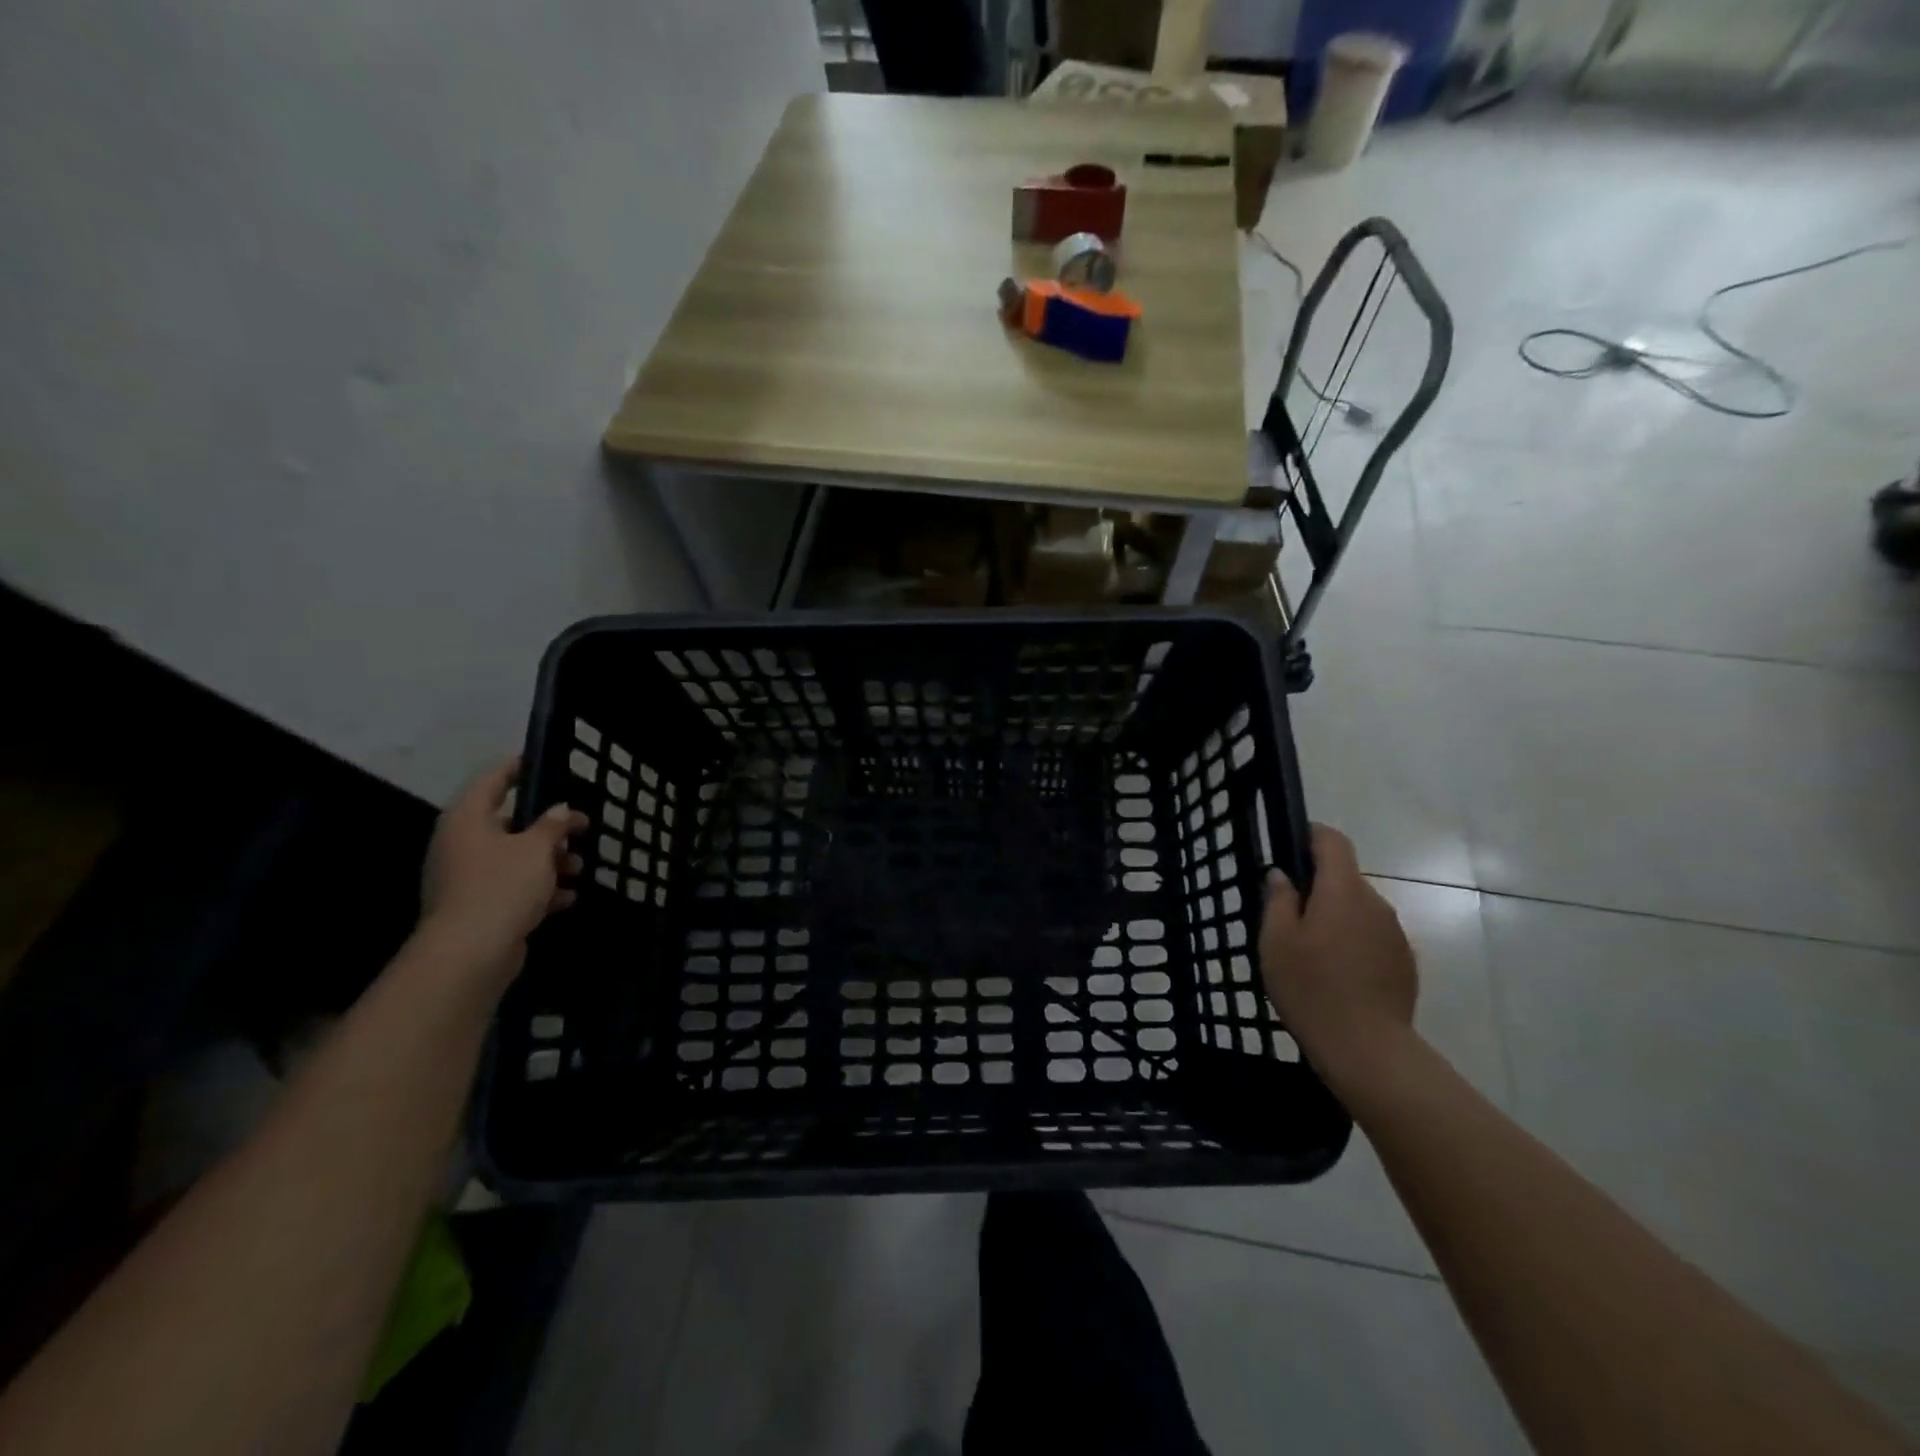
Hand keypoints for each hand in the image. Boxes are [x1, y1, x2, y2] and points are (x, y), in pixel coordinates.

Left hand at [418, 757, 587, 985]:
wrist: (470, 953)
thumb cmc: (502, 886)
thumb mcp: (537, 849)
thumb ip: (553, 825)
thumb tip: (561, 810)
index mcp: (468, 820)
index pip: (493, 781)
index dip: (517, 768)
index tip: (540, 761)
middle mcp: (462, 844)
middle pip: (508, 823)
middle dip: (547, 828)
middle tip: (579, 827)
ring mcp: (466, 878)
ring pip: (514, 858)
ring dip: (549, 861)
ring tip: (580, 868)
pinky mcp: (477, 907)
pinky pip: (512, 887)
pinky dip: (539, 889)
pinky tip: (567, 897)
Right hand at [1259, 824, 1417, 1096]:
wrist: (1367, 1048)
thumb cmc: (1311, 988)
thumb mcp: (1276, 941)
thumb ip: (1278, 900)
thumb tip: (1282, 875)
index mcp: (1343, 891)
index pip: (1334, 841)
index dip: (1311, 836)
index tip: (1290, 849)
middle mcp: (1375, 903)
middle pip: (1345, 878)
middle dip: (1318, 887)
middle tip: (1287, 917)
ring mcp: (1395, 933)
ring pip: (1359, 909)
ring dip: (1336, 917)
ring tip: (1311, 952)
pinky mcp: (1404, 961)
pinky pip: (1373, 936)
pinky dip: (1353, 942)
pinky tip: (1337, 974)